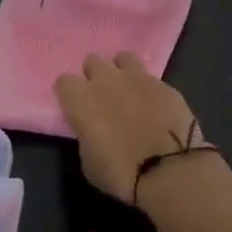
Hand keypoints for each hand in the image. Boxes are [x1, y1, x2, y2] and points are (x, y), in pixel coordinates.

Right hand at [54, 52, 203, 205]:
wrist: (167, 169)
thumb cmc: (120, 173)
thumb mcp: (89, 162)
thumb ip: (87, 135)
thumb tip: (92, 129)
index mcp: (81, 100)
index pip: (64, 81)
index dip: (69, 93)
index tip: (75, 106)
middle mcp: (106, 80)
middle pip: (93, 62)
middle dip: (95, 75)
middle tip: (102, 96)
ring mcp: (137, 77)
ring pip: (123, 58)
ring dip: (122, 70)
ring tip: (128, 89)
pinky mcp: (163, 83)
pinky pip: (150, 76)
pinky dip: (148, 87)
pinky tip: (153, 103)